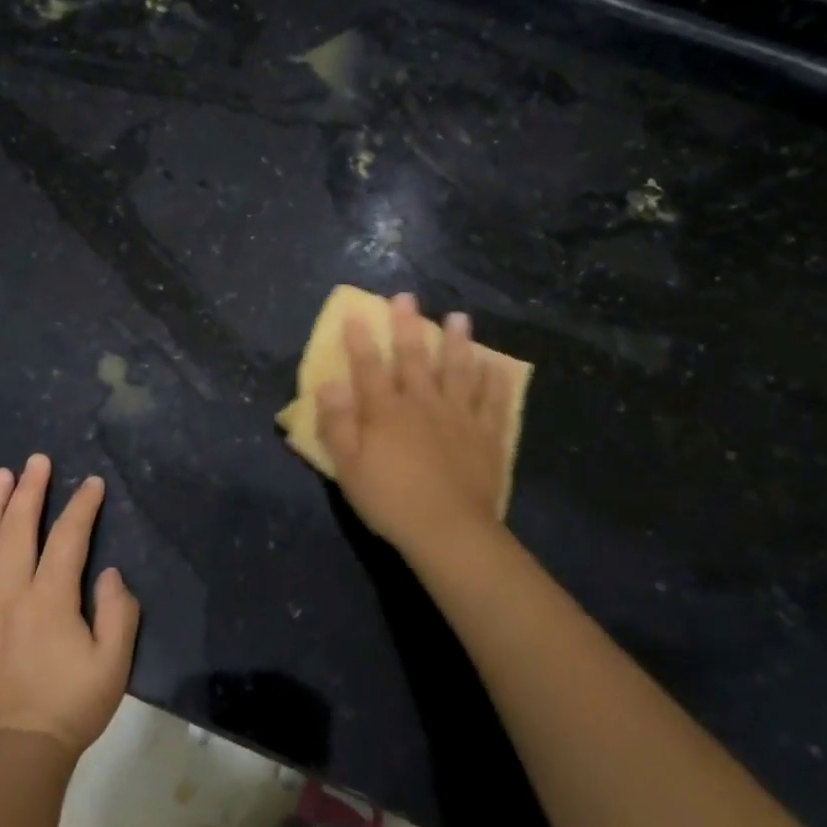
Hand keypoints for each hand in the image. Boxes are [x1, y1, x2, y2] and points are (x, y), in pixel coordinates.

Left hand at [0, 455, 139, 758]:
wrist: (15, 754)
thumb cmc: (71, 706)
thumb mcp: (114, 663)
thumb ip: (119, 612)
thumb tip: (108, 573)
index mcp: (49, 600)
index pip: (68, 537)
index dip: (82, 506)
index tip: (92, 484)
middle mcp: (6, 594)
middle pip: (17, 528)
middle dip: (30, 489)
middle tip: (36, 461)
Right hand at [317, 293, 515, 556]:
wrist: (448, 529)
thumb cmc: (390, 500)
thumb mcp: (348, 466)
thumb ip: (337, 423)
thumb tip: (329, 383)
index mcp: (386, 411)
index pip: (369, 367)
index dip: (360, 339)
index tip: (357, 312)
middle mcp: (423, 403)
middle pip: (414, 358)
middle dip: (408, 326)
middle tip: (407, 298)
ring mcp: (459, 417)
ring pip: (458, 371)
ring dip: (458, 342)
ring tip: (459, 318)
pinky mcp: (486, 435)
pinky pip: (492, 402)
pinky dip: (495, 382)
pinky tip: (497, 366)